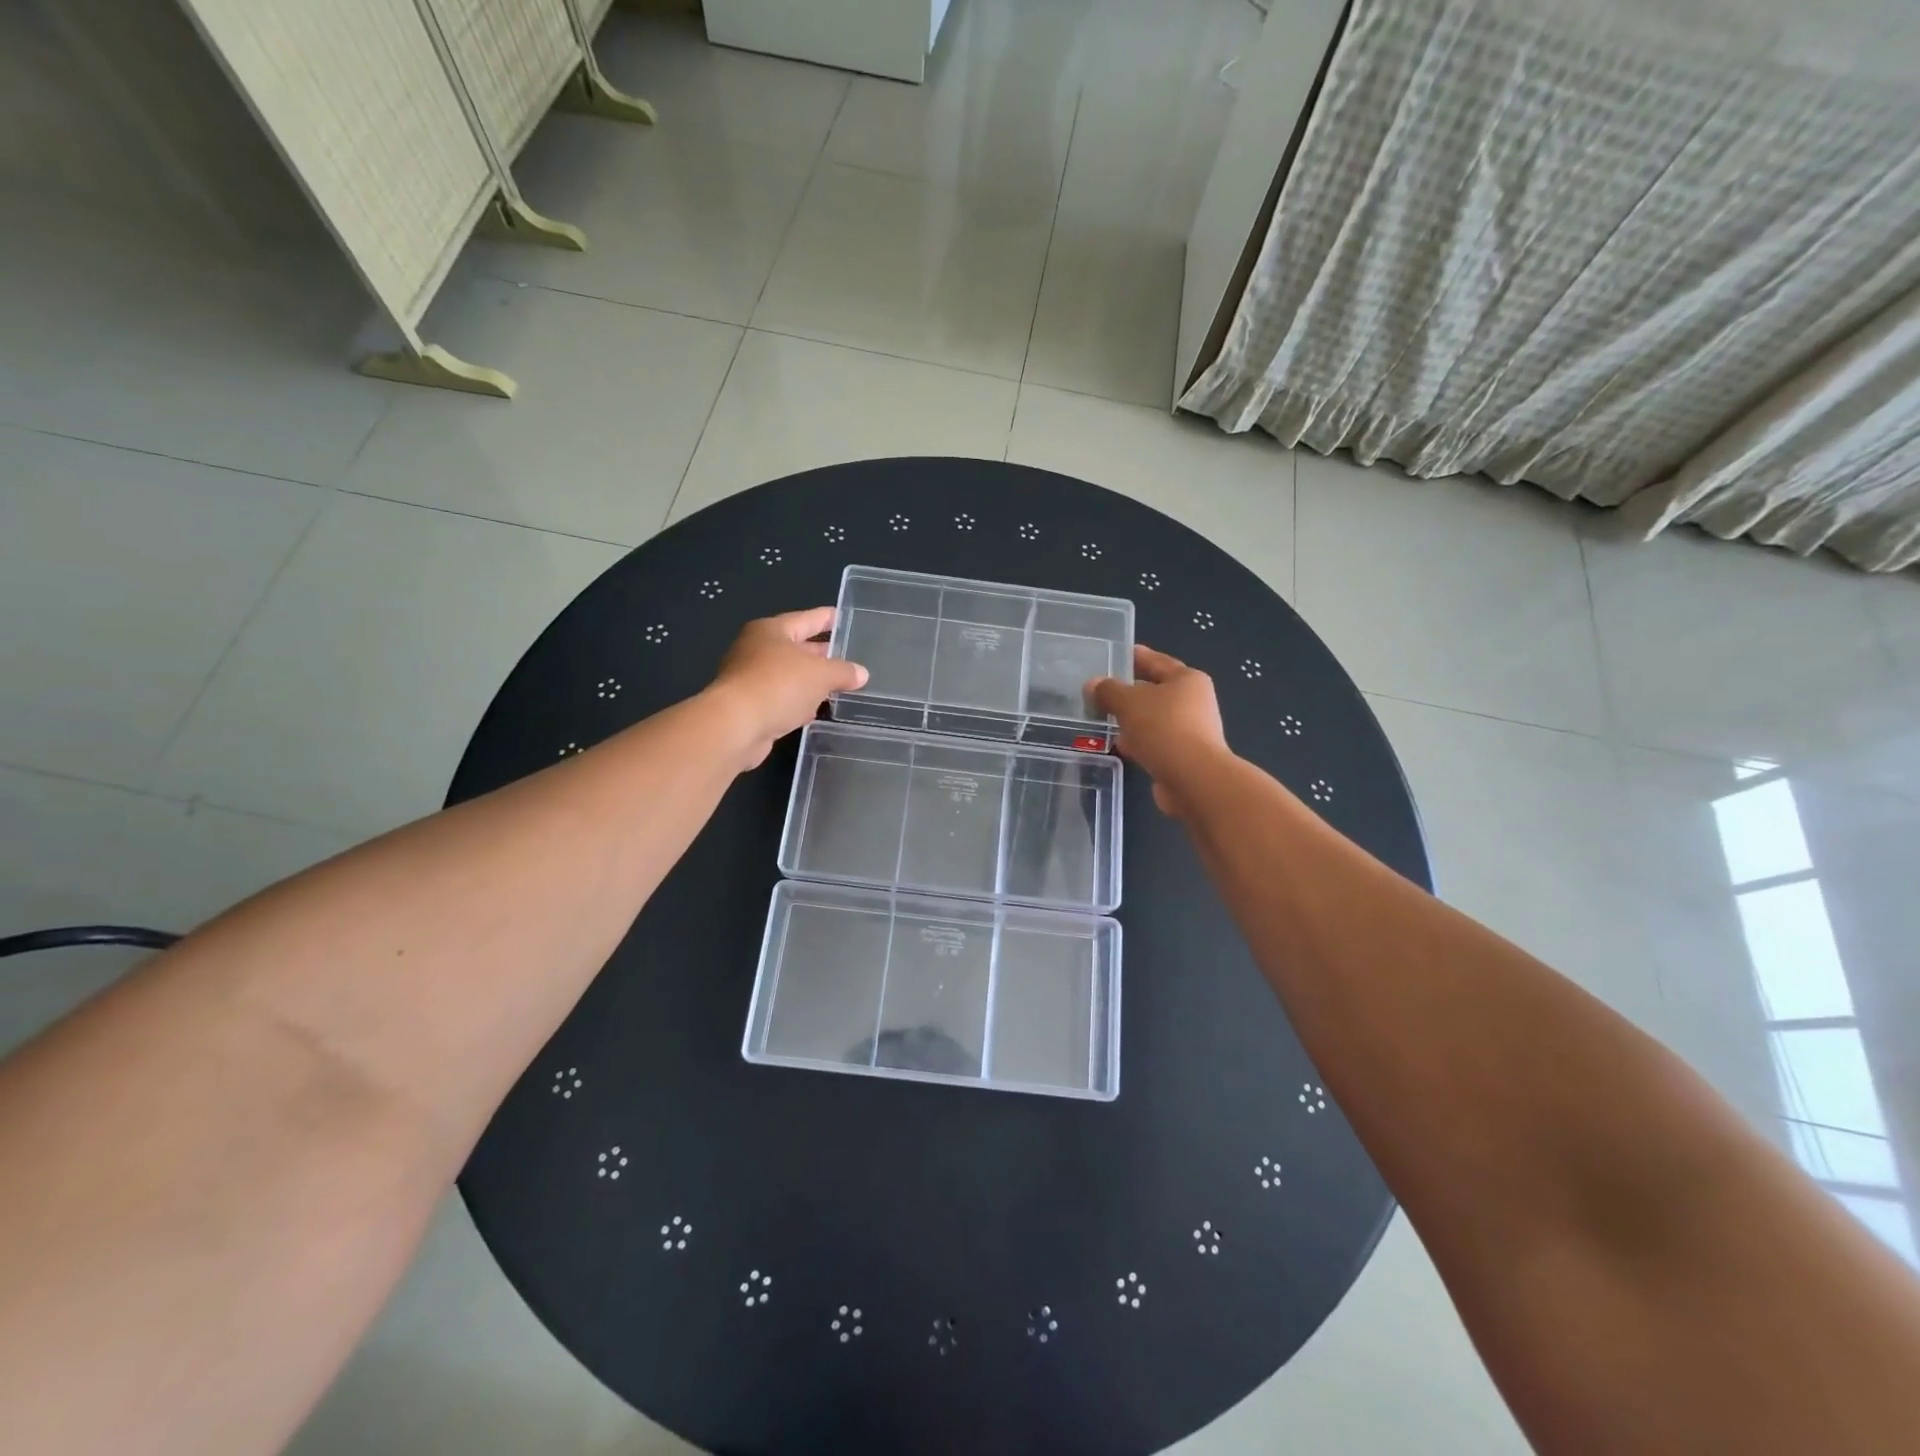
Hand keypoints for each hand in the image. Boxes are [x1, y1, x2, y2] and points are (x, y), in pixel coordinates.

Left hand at [705, 608, 868, 769]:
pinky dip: (797, 703)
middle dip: (820, 654)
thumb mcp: (821, 674)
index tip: (842, 618)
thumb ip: (843, 671)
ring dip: (810, 682)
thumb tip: (861, 674)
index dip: (826, 618)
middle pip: (795, 648)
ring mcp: (750, 679)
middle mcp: (756, 650)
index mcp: (771, 631)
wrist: (736, 725)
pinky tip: (813, 711)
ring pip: (789, 676)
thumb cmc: (779, 685)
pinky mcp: (749, 707)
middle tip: (846, 657)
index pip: (806, 619)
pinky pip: (781, 699)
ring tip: (837, 686)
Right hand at [1088, 645, 1229, 816]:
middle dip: (1129, 692)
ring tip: (1103, 719)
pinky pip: (1154, 742)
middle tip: (1101, 691)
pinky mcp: (1183, 757)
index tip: (1116, 654)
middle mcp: (1194, 702)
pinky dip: (1138, 742)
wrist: (1193, 780)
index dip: (1135, 656)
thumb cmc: (1164, 728)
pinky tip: (1119, 745)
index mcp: (1187, 680)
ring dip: (1131, 720)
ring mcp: (1191, 731)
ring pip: (1153, 719)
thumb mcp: (1129, 702)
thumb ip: (1108, 691)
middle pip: (1155, 691)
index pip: (1157, 661)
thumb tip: (1092, 685)